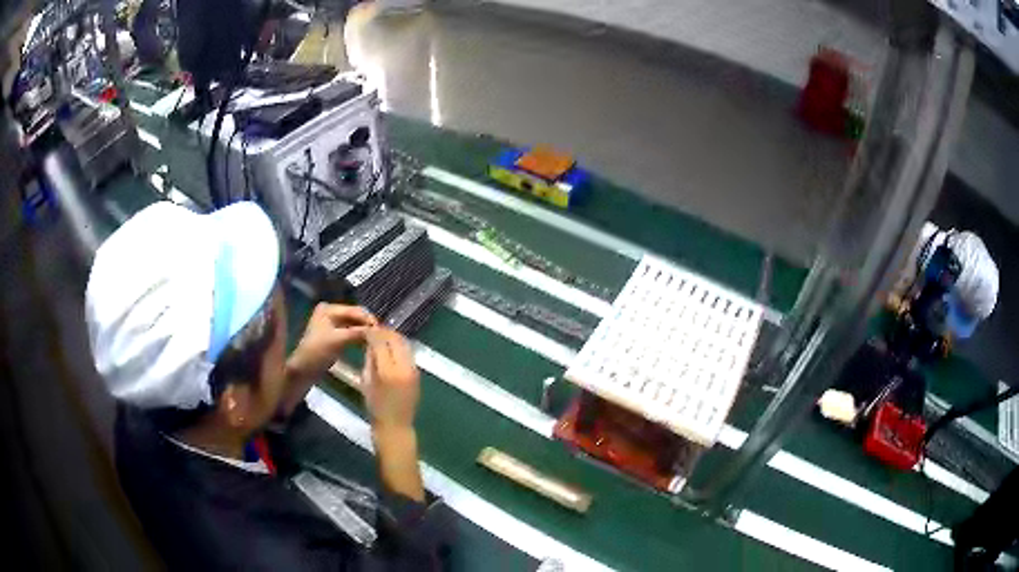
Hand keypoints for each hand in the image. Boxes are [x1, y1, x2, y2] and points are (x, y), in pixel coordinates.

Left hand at [287, 304, 376, 383]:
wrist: (304, 370)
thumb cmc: (317, 352)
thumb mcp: (338, 340)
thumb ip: (357, 332)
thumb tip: (377, 330)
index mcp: (329, 308)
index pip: (354, 310)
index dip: (368, 319)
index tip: (382, 330)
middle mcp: (331, 312)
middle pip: (355, 316)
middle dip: (367, 325)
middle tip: (382, 335)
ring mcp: (333, 324)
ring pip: (354, 325)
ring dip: (365, 331)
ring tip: (378, 340)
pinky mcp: (335, 335)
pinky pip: (351, 332)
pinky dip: (359, 337)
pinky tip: (369, 343)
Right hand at [363, 328, 419, 431]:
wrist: (396, 427)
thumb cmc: (375, 408)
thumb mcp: (366, 382)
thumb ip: (370, 360)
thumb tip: (370, 342)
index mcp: (388, 371)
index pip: (380, 341)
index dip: (372, 332)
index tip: (364, 328)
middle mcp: (404, 367)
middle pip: (396, 339)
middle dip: (384, 332)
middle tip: (373, 329)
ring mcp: (414, 370)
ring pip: (404, 344)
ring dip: (393, 337)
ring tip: (381, 337)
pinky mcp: (418, 374)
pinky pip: (408, 353)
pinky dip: (399, 347)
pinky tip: (390, 349)